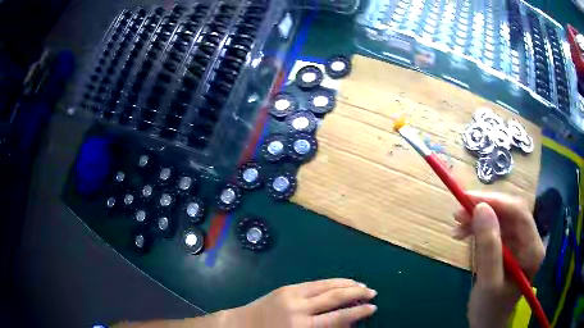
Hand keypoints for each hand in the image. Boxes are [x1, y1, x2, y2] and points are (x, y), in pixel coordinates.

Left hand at [225, 279, 376, 327]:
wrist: (242, 324)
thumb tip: (347, 322)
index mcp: (301, 326)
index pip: (338, 317)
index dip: (358, 312)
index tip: (373, 308)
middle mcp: (299, 308)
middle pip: (335, 297)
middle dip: (356, 293)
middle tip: (372, 292)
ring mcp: (292, 294)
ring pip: (326, 285)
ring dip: (346, 284)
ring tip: (361, 285)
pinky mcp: (287, 287)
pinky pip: (315, 283)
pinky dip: (331, 282)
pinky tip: (340, 283)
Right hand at [452, 191, 544, 327]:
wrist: (486, 323)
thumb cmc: (490, 309)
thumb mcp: (488, 282)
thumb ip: (489, 247)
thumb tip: (481, 208)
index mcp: (533, 249)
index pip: (519, 213)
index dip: (496, 202)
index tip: (468, 200)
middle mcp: (529, 240)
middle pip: (509, 213)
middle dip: (485, 210)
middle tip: (458, 213)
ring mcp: (519, 242)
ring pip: (500, 218)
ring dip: (478, 219)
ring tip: (457, 226)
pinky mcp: (508, 246)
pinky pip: (494, 229)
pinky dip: (478, 229)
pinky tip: (463, 234)